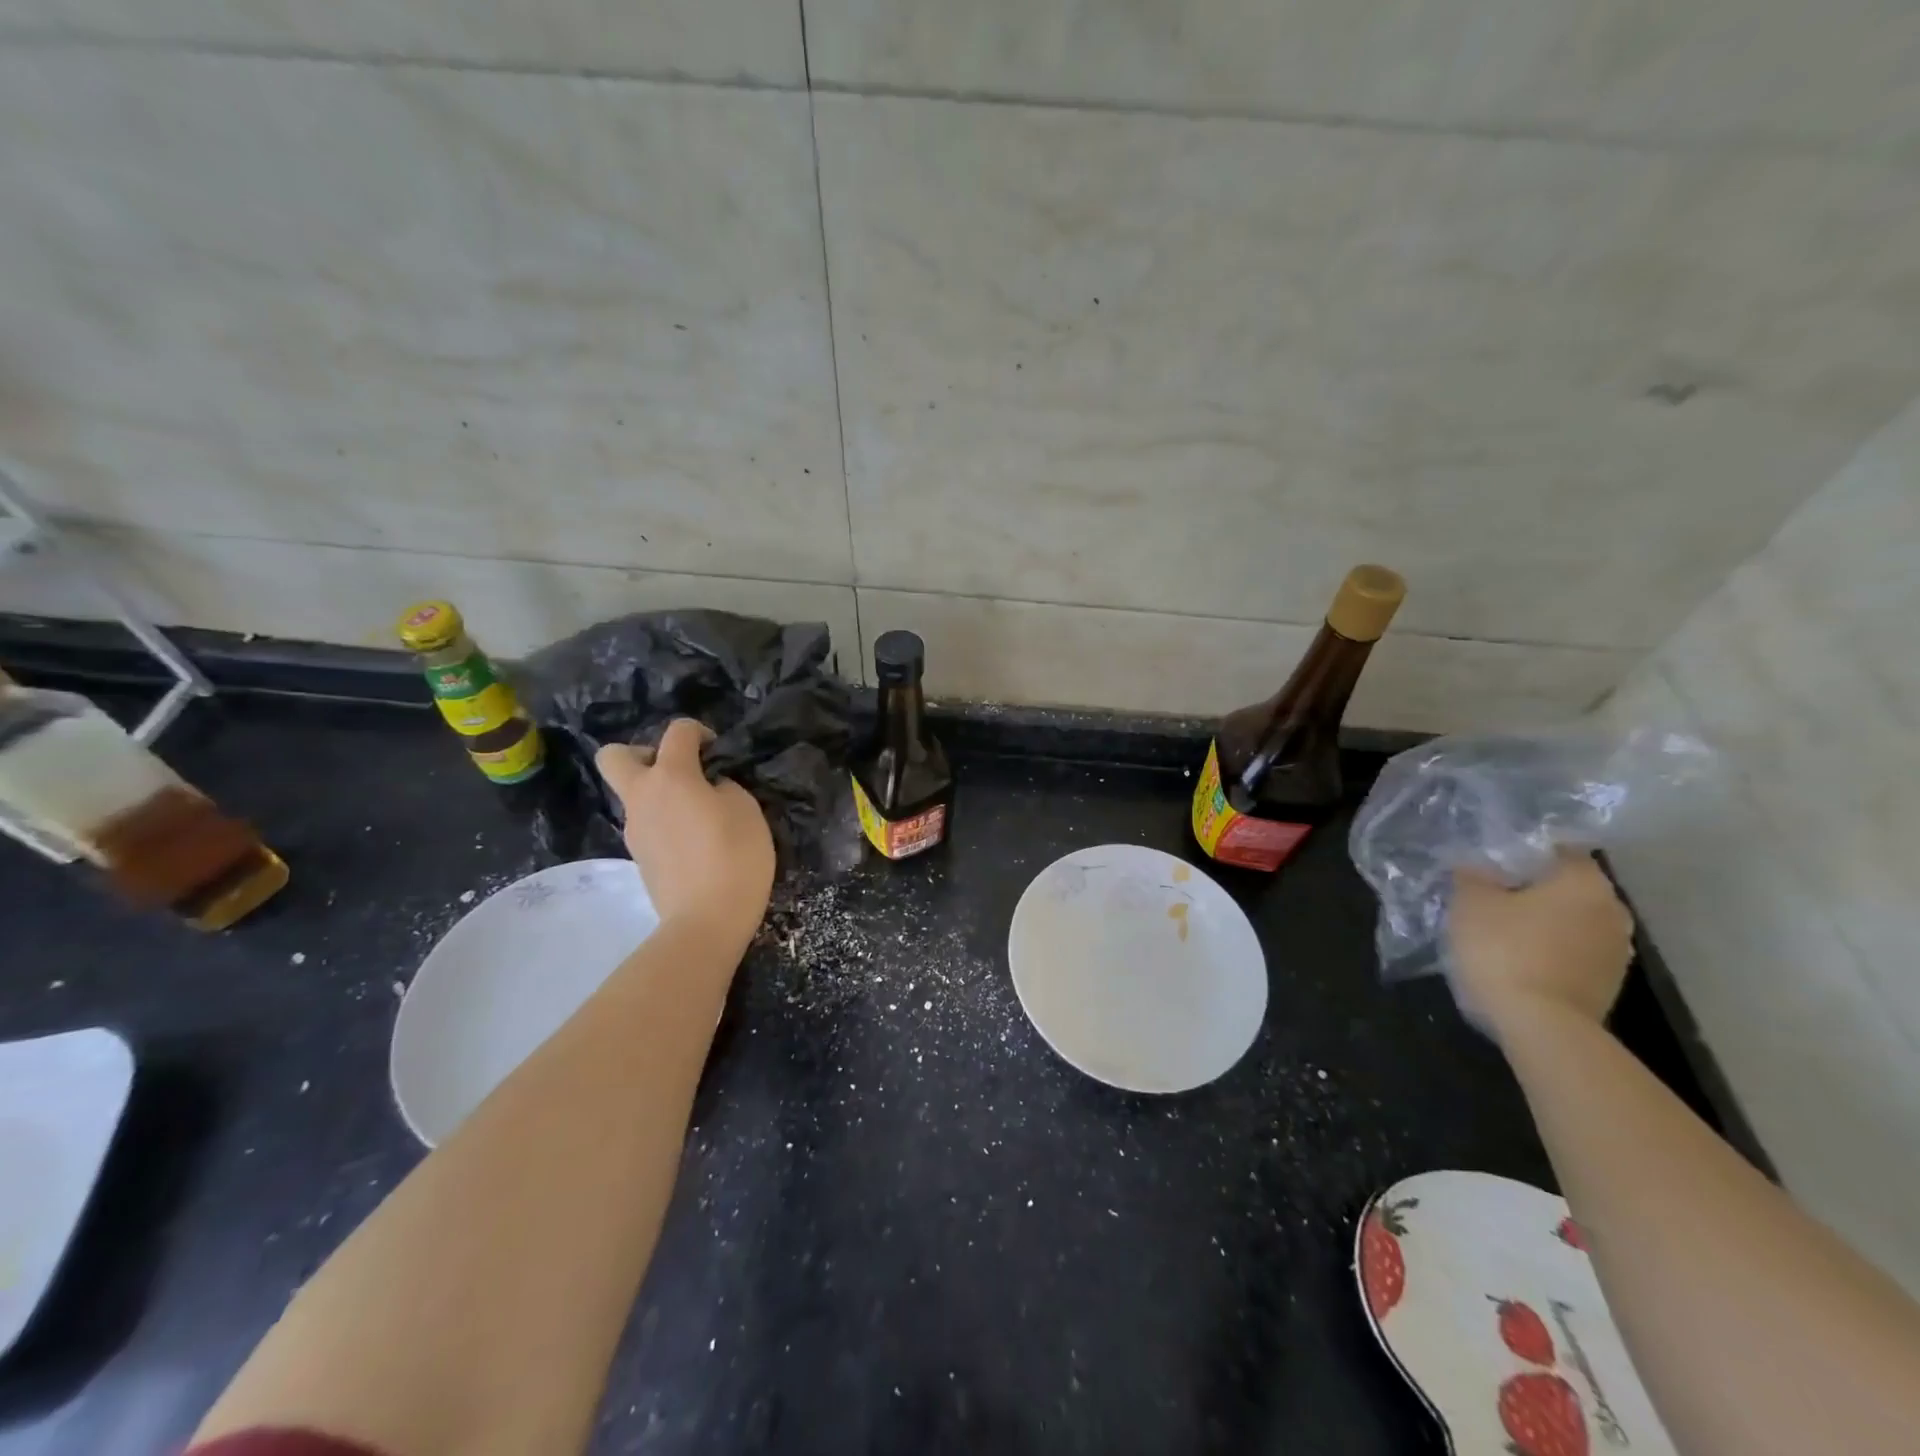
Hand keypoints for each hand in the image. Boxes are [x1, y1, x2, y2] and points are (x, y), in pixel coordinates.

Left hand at [595, 720, 773, 952]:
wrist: (706, 921)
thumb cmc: (734, 856)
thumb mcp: (746, 809)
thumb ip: (724, 787)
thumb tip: (709, 789)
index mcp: (670, 776)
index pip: (677, 731)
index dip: (699, 732)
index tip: (718, 753)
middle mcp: (642, 796)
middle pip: (615, 756)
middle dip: (643, 753)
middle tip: (678, 772)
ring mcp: (635, 830)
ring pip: (634, 795)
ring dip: (659, 794)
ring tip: (698, 815)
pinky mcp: (639, 857)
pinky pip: (646, 825)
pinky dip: (665, 823)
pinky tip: (695, 843)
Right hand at [1447, 852, 1634, 1040]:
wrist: (1542, 1027)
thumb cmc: (1505, 950)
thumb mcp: (1470, 903)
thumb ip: (1473, 876)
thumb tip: (1477, 866)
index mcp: (1584, 881)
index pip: (1558, 849)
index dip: (1524, 852)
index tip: (1493, 861)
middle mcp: (1613, 909)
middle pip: (1568, 887)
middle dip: (1534, 889)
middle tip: (1492, 894)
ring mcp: (1617, 950)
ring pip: (1572, 921)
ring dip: (1544, 922)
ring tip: (1502, 929)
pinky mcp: (1609, 983)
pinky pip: (1574, 952)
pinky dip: (1551, 950)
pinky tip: (1519, 959)